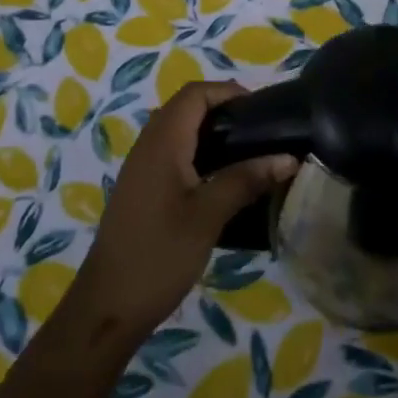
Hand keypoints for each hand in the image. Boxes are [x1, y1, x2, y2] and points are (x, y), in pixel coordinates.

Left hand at [68, 81, 295, 340]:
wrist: (108, 305)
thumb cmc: (159, 254)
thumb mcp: (208, 215)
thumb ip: (246, 180)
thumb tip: (288, 158)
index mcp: (162, 142)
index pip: (195, 94)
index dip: (228, 92)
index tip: (263, 109)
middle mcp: (148, 145)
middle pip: (186, 107)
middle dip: (224, 109)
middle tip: (261, 131)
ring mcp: (142, 168)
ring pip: (179, 131)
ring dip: (212, 132)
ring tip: (250, 152)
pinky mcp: (142, 189)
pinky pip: (173, 153)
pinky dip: (200, 153)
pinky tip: (223, 180)